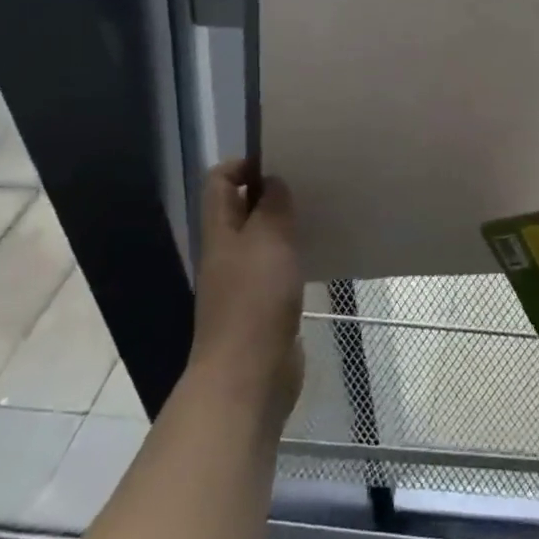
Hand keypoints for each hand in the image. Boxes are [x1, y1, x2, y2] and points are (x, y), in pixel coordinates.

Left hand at [190, 159, 304, 422]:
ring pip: (262, 240)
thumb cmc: (255, 301)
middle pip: (241, 210)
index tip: (281, 161)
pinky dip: (295, 256)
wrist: (249, 377)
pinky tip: (319, 254)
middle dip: (271, 193)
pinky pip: (278, 269)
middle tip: (309, 182)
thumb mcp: (268, 241)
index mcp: (220, 233)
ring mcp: (244, 283)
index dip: (243, 164)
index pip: (218, 183)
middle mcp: (227, 254)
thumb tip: (273, 182)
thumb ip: (272, 207)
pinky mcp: (264, 308)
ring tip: (320, 212)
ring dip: (285, 225)